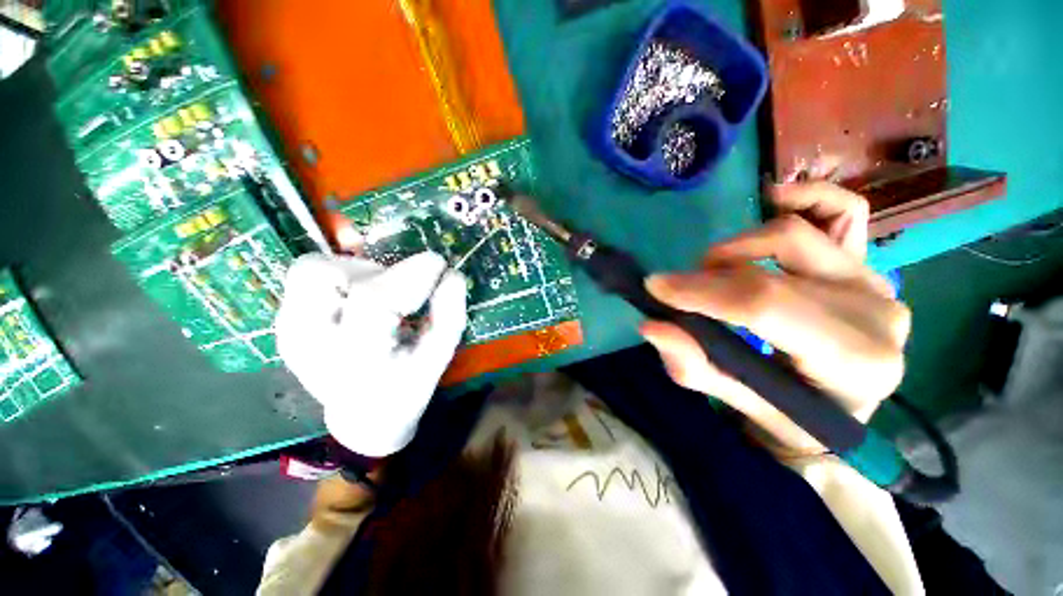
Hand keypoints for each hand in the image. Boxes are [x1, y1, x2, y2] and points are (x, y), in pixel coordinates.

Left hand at [276, 252, 467, 456]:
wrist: (363, 417)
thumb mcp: (438, 355)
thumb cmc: (408, 386)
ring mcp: (290, 332)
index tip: (438, 263)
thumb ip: (450, 314)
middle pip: (326, 275)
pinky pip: (306, 278)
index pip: (374, 300)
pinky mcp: (284, 324)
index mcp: (358, 360)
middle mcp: (311, 343)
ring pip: (310, 269)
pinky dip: (339, 277)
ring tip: (379, 294)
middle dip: (377, 271)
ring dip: (354, 271)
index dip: (410, 274)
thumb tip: (451, 274)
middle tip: (402, 290)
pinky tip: (359, 300)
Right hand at [641, 183, 909, 454]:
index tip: (656, 287)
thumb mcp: (736, 401)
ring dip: (736, 249)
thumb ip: (694, 365)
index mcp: (853, 363)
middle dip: (707, 277)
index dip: (703, 291)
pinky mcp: (867, 263)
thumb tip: (651, 325)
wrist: (837, 406)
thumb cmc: (790, 415)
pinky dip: (806, 198)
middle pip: (771, 272)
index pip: (765, 307)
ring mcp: (875, 281)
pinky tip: (773, 202)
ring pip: (794, 235)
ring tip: (714, 270)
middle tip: (677, 290)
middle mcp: (876, 315)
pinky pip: (844, 211)